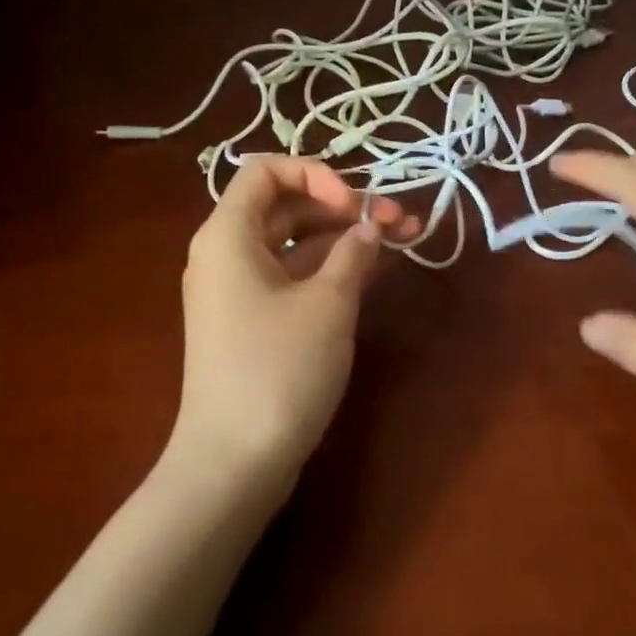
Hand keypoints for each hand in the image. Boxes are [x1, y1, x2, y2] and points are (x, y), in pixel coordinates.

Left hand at [173, 156, 415, 485]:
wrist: (234, 463)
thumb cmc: (277, 369)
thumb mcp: (327, 303)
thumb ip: (354, 253)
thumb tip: (370, 226)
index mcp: (228, 234)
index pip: (266, 171)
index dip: (315, 175)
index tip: (354, 206)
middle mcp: (228, 254)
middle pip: (287, 207)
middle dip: (345, 207)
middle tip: (400, 219)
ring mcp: (241, 291)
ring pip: (298, 245)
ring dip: (348, 238)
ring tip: (407, 237)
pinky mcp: (256, 323)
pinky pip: (296, 278)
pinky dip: (334, 270)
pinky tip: (381, 269)